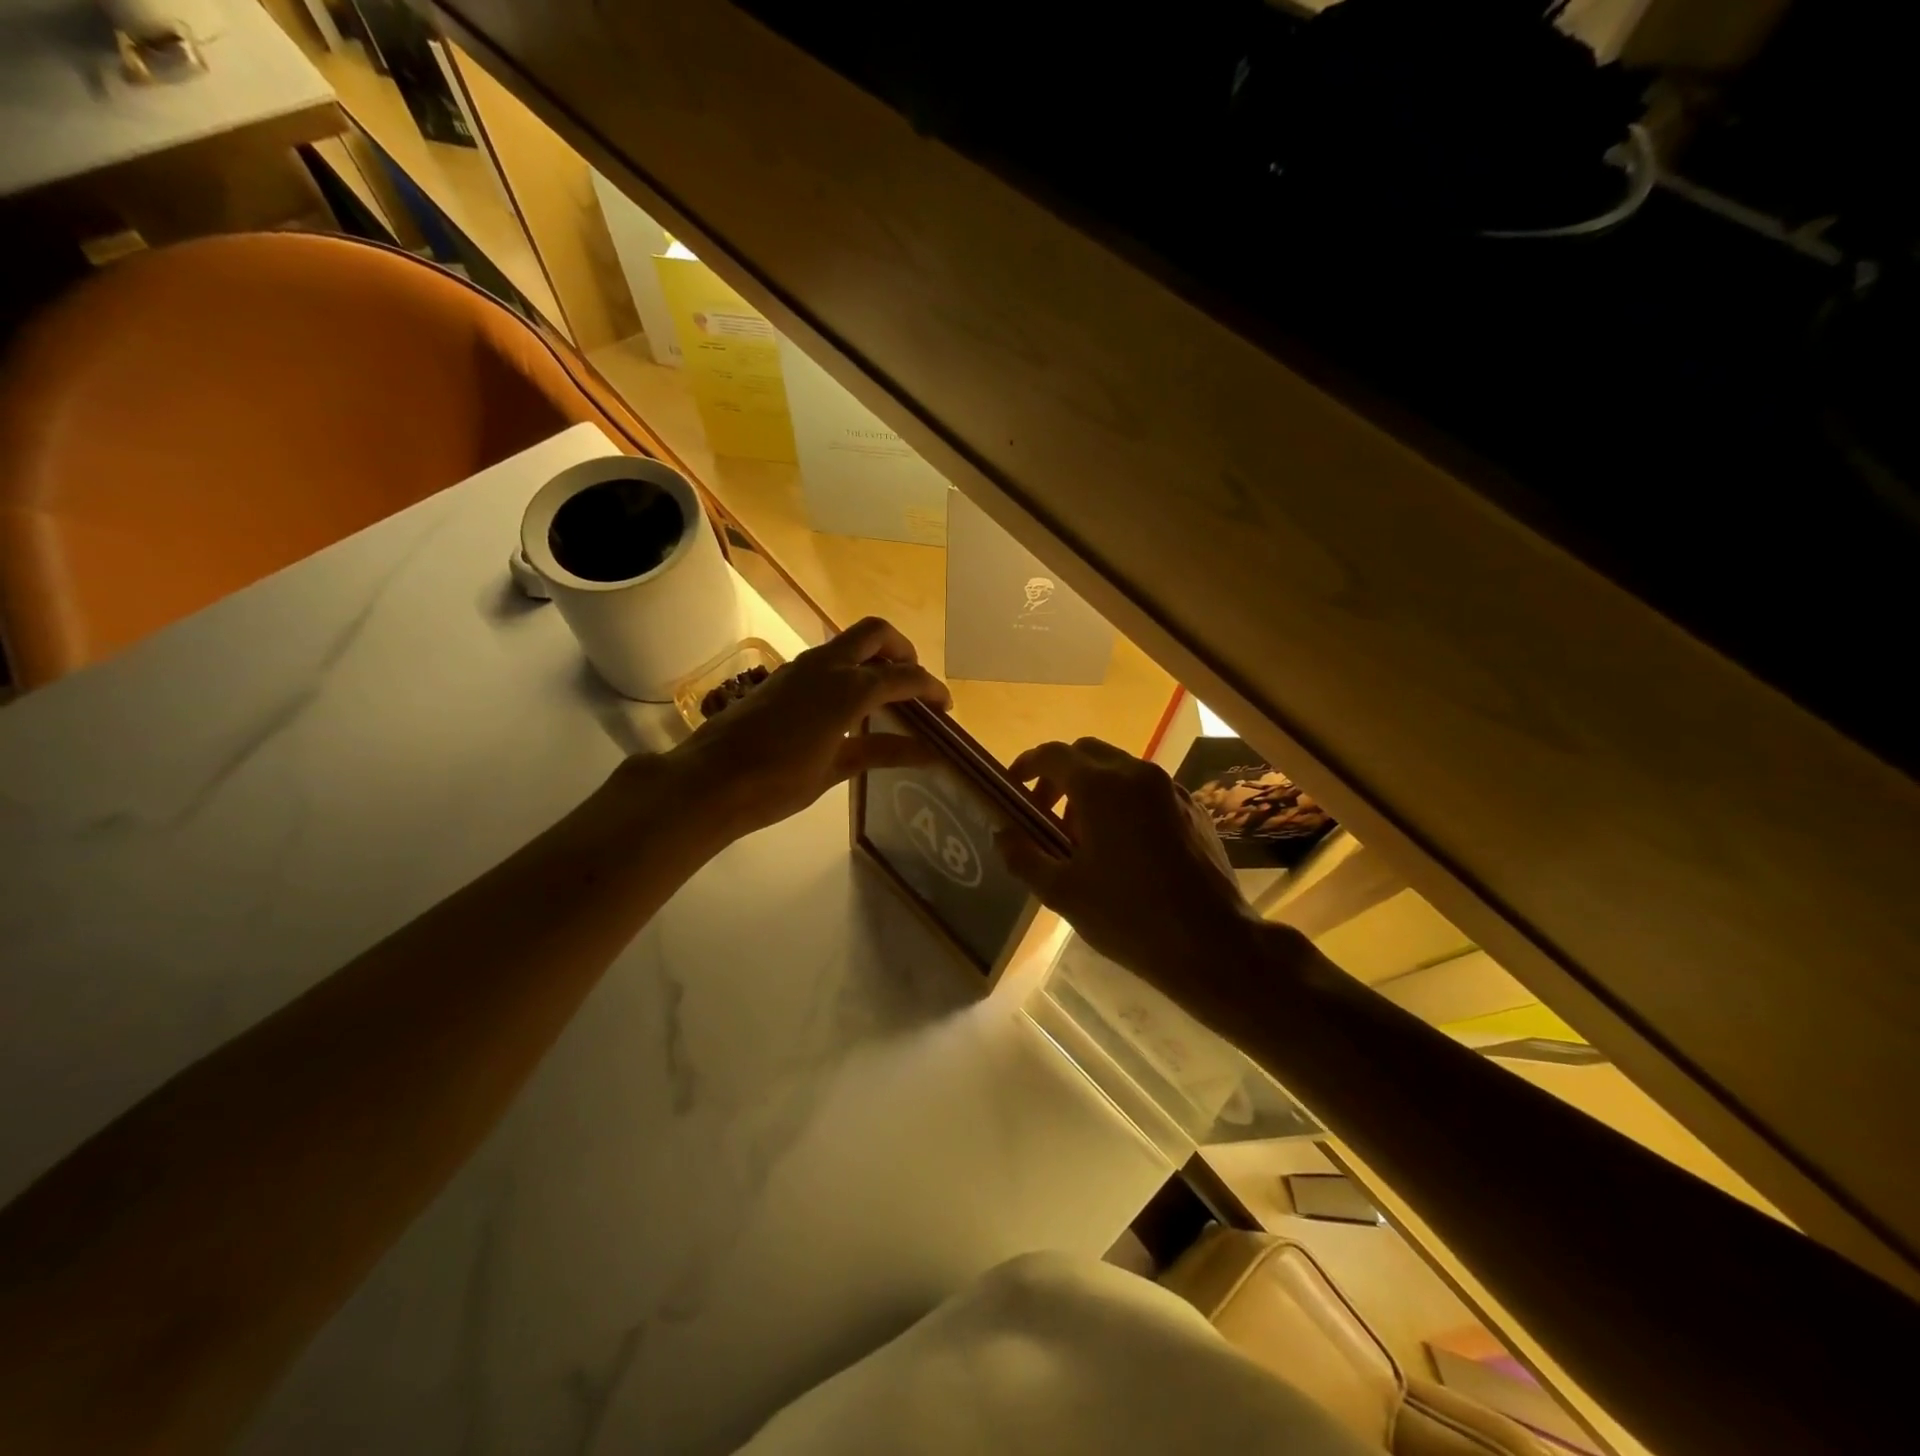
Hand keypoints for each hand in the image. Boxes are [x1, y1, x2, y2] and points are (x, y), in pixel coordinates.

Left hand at [664, 617, 950, 841]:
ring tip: (885, 696)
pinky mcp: (782, 676)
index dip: (931, 689)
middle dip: (903, 651)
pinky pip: (827, 658)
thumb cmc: (777, 782)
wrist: (710, 780)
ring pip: (848, 641)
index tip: (945, 709)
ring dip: (874, 657)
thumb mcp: (836, 769)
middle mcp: (826, 665)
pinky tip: (848, 706)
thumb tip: (929, 752)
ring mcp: (800, 666)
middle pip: (877, 633)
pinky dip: (849, 669)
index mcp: (848, 688)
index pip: (904, 676)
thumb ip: (883, 751)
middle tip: (914, 684)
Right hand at [996, 737, 1274, 1005]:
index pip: (1054, 755)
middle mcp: (1137, 774)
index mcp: (1101, 787)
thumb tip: (1002, 834)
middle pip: (1087, 754)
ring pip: (1119, 770)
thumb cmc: (1129, 917)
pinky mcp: (1193, 809)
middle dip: (1059, 776)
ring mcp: (1170, 789)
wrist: (1213, 943)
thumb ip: (1023, 856)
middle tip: (1045, 814)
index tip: (1013, 787)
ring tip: (1083, 838)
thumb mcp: (1062, 892)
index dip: (1027, 765)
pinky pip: (1147, 790)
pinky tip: (1123, 847)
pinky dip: (1123, 801)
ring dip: (1092, 789)